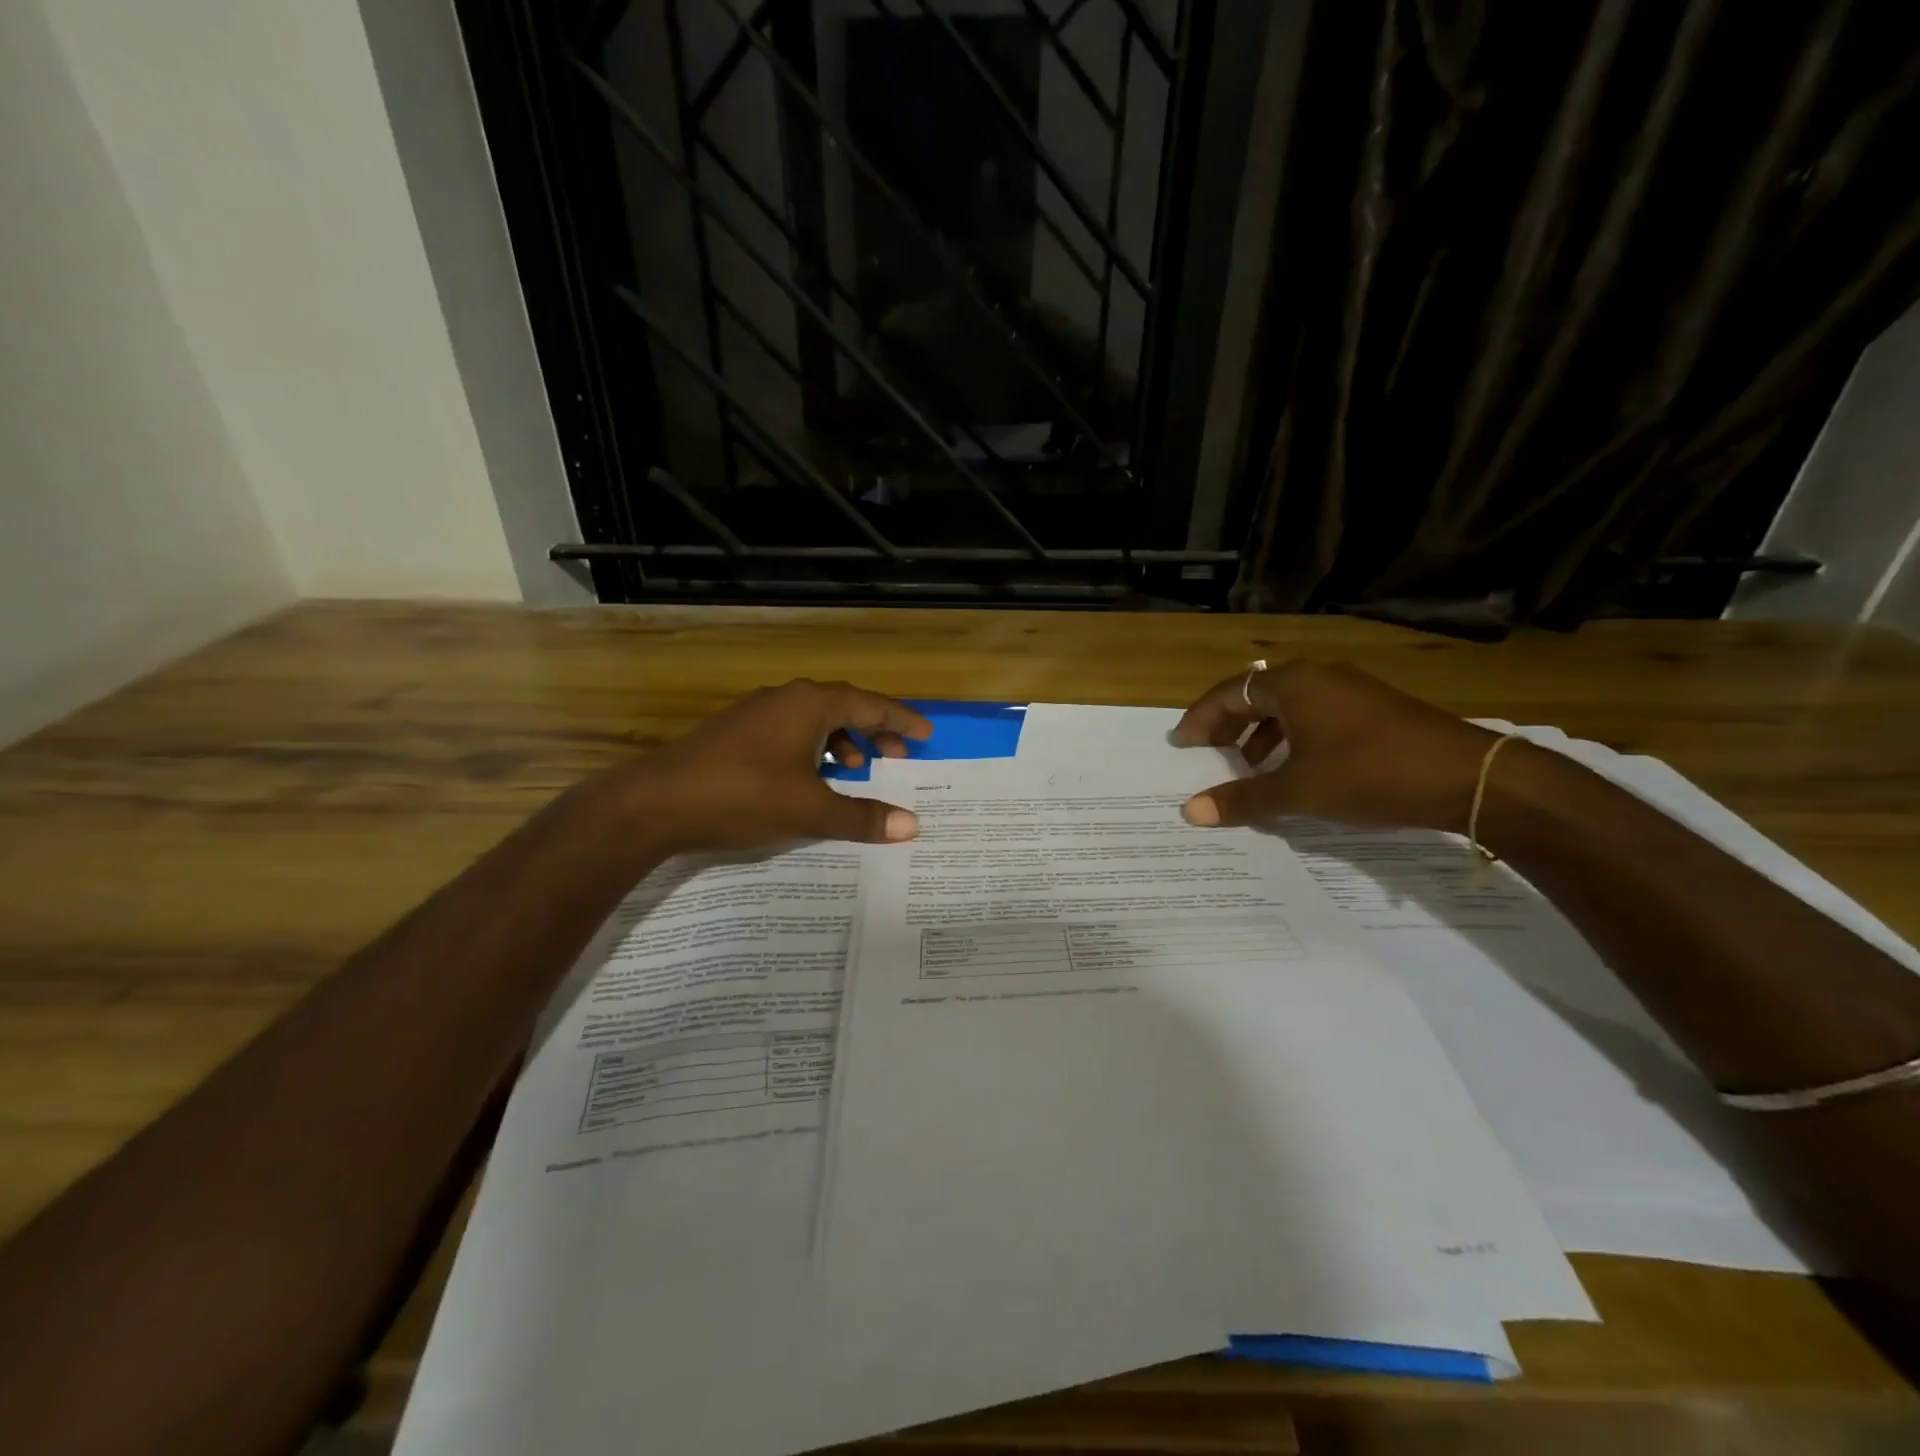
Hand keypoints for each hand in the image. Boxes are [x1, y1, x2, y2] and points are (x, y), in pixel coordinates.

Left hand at [615, 679, 932, 850]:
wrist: (654, 803)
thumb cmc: (742, 796)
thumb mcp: (810, 810)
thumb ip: (862, 817)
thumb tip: (912, 826)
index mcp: (809, 704)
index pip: (870, 704)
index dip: (901, 721)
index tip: (926, 735)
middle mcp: (785, 698)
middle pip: (843, 707)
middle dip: (874, 731)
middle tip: (898, 757)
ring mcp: (756, 714)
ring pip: (813, 720)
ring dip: (842, 742)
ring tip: (857, 770)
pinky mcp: (735, 734)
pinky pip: (790, 732)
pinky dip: (812, 750)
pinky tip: (810, 779)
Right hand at [1172, 661, 1497, 831]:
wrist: (1471, 777)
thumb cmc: (1370, 774)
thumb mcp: (1299, 791)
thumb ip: (1242, 799)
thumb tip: (1190, 812)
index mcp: (1293, 683)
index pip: (1228, 693)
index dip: (1200, 719)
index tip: (1182, 745)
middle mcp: (1318, 676)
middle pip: (1255, 695)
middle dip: (1228, 726)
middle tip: (1207, 755)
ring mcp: (1350, 690)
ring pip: (1287, 706)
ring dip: (1260, 734)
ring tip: (1248, 768)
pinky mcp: (1374, 709)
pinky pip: (1315, 716)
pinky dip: (1292, 738)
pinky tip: (1295, 769)